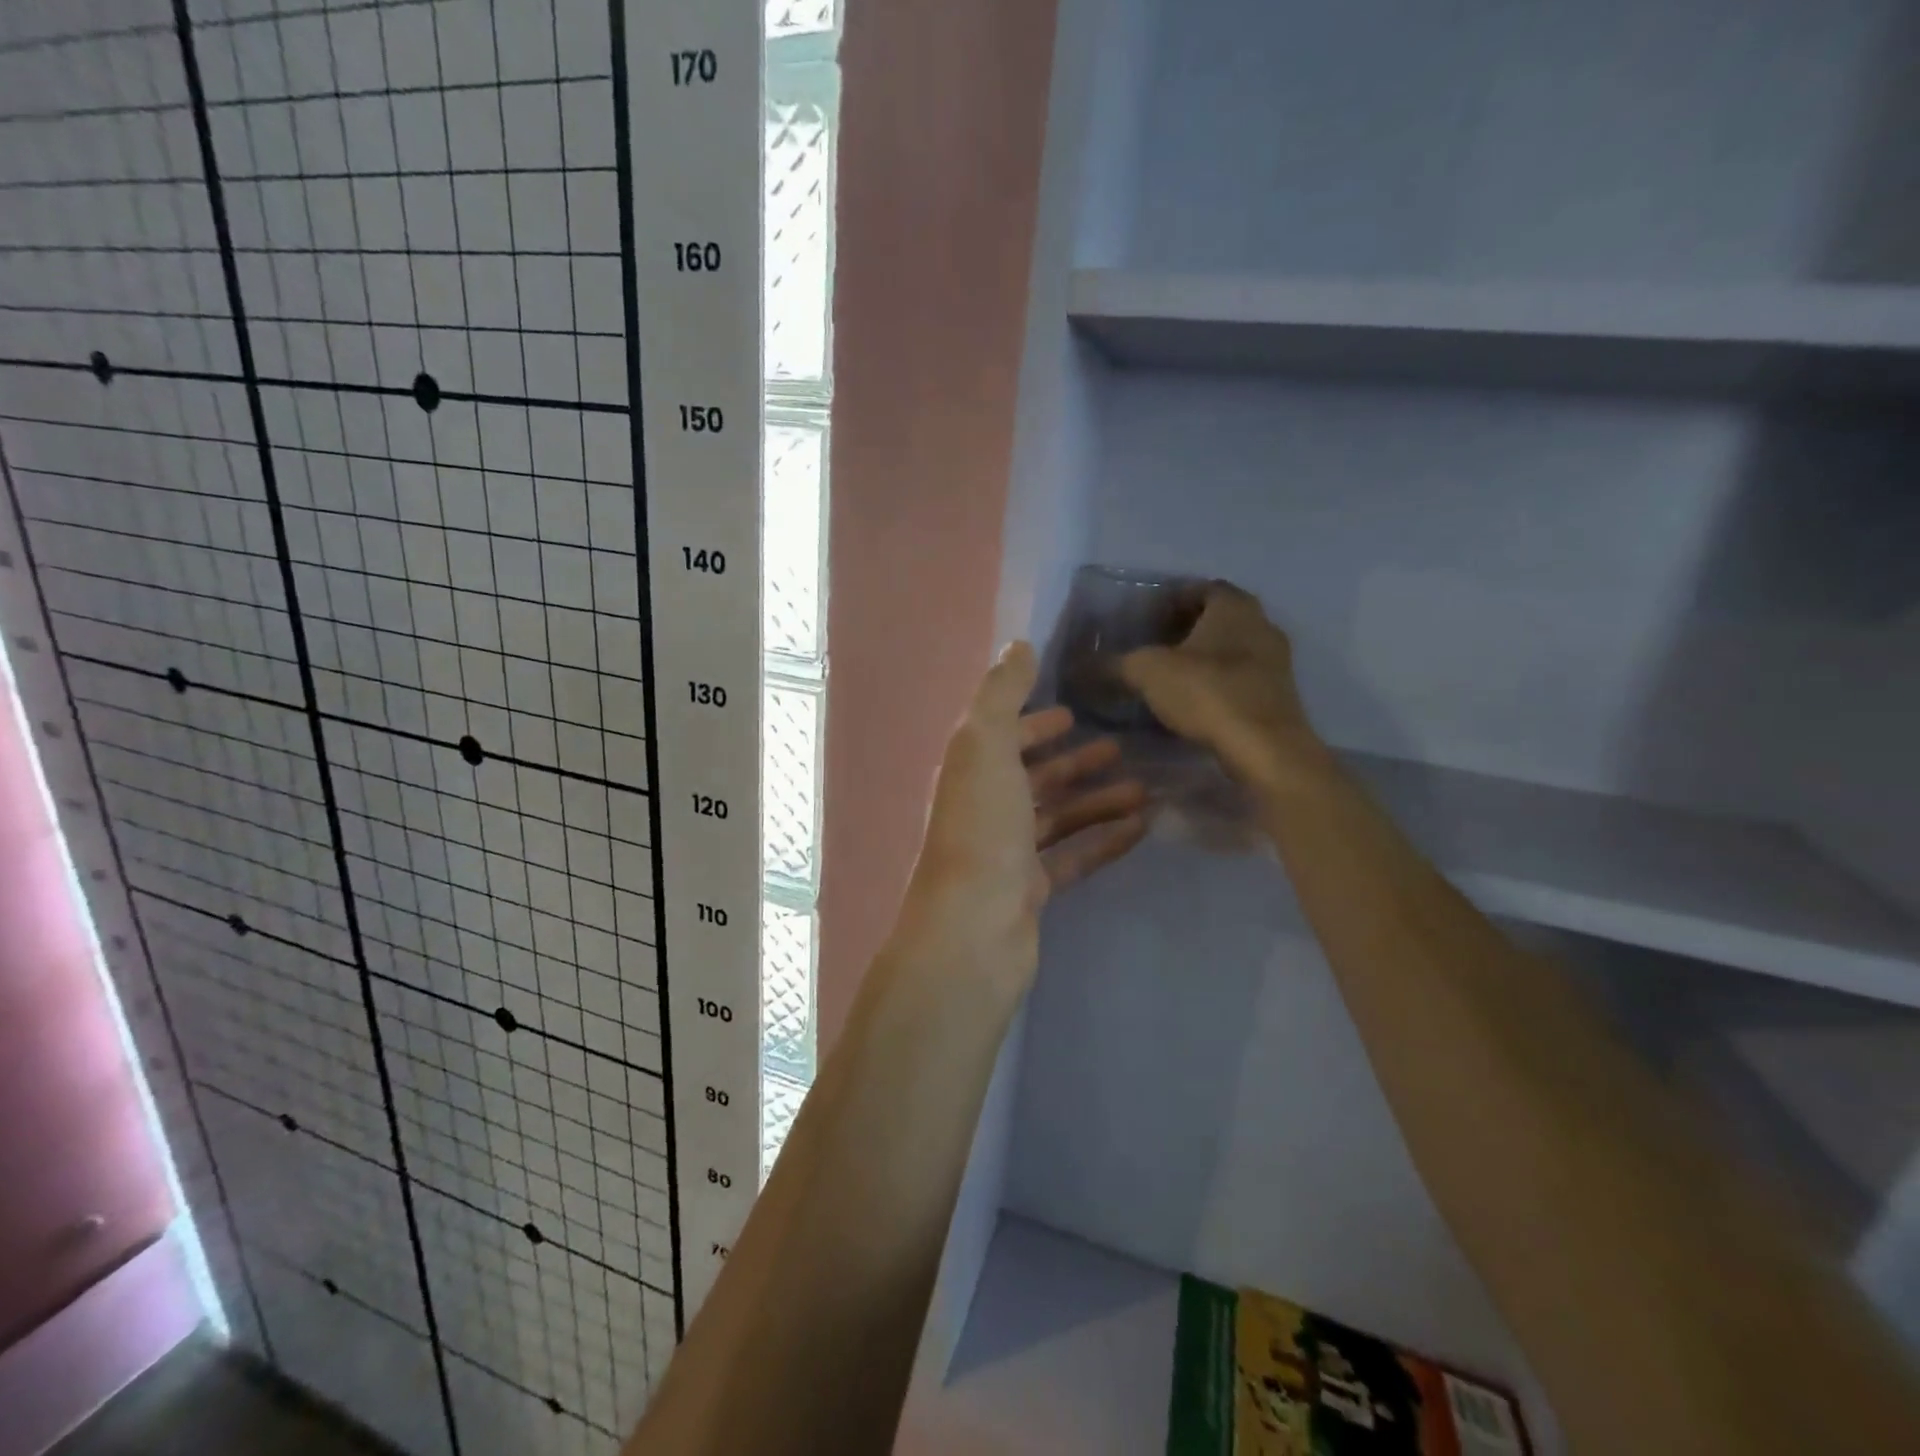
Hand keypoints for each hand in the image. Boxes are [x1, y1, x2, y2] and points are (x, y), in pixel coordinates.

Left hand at [903, 641, 1146, 992]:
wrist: (972, 930)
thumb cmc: (981, 828)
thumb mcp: (986, 745)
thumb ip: (1002, 694)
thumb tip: (1018, 645)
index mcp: (969, 772)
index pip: (1001, 737)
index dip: (1033, 722)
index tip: (1073, 711)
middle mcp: (985, 809)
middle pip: (1033, 778)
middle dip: (1073, 761)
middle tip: (1121, 747)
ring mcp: (1007, 854)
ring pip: (1058, 817)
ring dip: (1097, 799)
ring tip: (1144, 786)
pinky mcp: (1031, 891)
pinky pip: (1073, 856)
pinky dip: (1103, 840)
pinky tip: (1142, 826)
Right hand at [1120, 583, 1330, 792]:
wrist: (1265, 749)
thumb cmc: (1208, 693)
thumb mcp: (1147, 672)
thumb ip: (1114, 663)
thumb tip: (1081, 666)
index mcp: (1234, 605)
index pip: (1200, 588)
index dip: (1171, 600)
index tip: (1145, 619)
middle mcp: (1262, 624)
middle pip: (1218, 618)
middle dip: (1186, 629)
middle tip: (1153, 646)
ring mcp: (1276, 661)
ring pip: (1232, 649)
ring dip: (1203, 658)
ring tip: (1169, 677)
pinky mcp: (1279, 695)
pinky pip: (1241, 677)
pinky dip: (1217, 682)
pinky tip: (1194, 702)